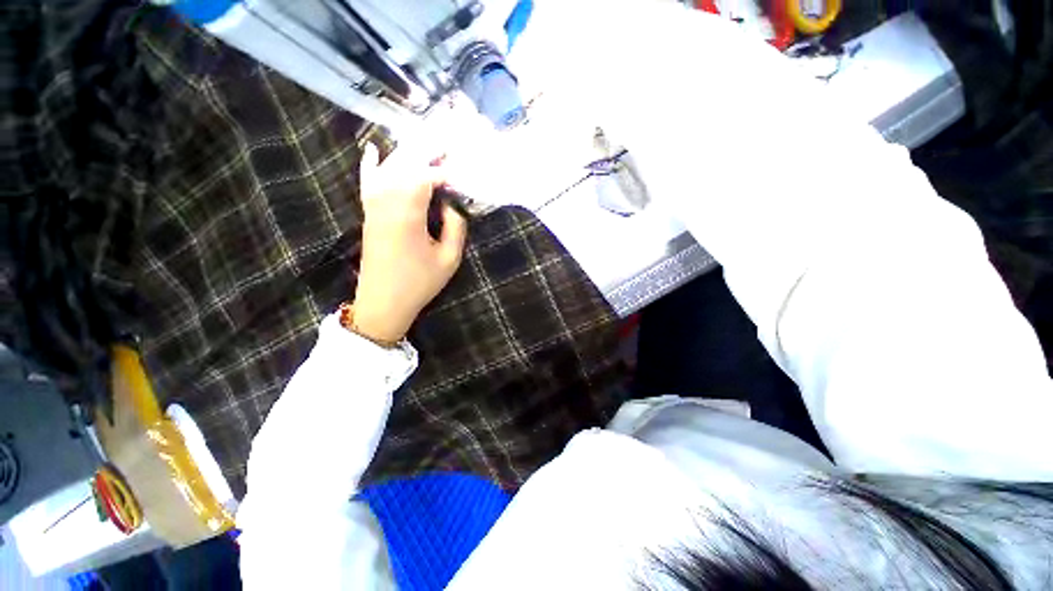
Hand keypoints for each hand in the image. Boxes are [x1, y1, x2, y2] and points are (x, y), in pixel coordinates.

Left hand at [352, 143, 467, 343]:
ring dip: (409, 154)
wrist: (383, 302)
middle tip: (448, 145)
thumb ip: (456, 228)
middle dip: (428, 152)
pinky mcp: (368, 213)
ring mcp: (373, 205)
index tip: (463, 175)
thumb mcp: (449, 259)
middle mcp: (386, 201)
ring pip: (388, 167)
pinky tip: (373, 149)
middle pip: (405, 163)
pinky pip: (367, 181)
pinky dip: (370, 164)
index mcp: (408, 213)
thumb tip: (454, 206)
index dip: (446, 172)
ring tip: (428, 146)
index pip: (426, 176)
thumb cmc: (419, 282)